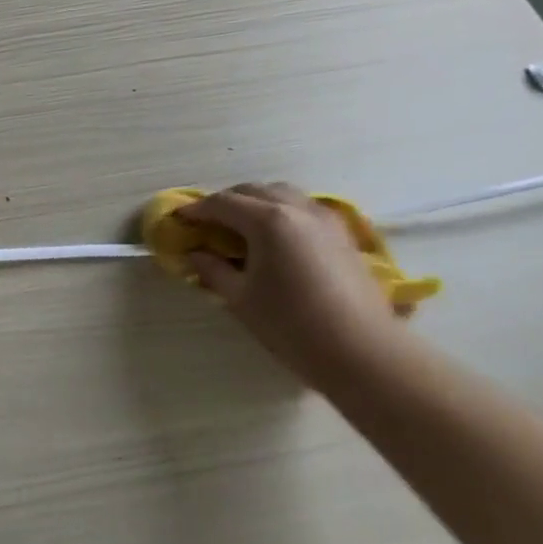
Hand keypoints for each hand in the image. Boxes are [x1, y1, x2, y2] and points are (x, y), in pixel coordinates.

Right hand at [180, 183, 407, 387]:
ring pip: (282, 193)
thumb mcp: (241, 299)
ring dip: (256, 201)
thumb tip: (195, 254)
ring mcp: (324, 218)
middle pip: (252, 190)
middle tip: (208, 224)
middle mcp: (296, 208)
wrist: (363, 353)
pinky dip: (283, 210)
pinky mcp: (343, 234)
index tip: (179, 220)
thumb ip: (213, 270)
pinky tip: (278, 236)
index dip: (196, 210)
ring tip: (243, 226)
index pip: (222, 203)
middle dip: (225, 202)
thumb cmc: (292, 326)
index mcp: (267, 220)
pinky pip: (304, 207)